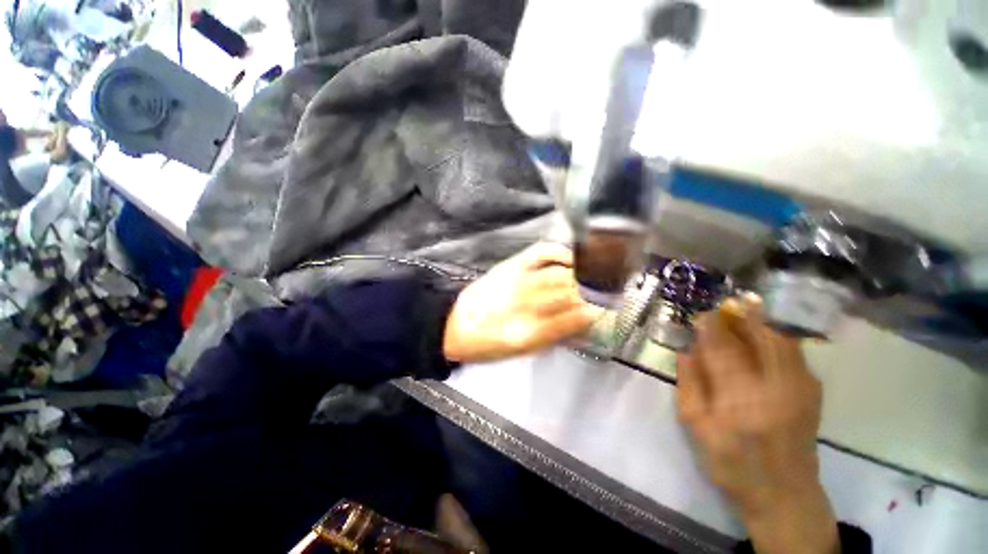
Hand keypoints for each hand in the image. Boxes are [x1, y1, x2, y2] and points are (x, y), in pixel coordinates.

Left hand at [443, 242, 602, 362]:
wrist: (453, 325)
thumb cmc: (487, 345)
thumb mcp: (521, 351)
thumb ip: (553, 337)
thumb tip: (580, 325)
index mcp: (530, 332)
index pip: (573, 318)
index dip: (594, 312)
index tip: (606, 310)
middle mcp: (526, 305)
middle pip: (568, 293)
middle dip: (591, 292)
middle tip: (607, 290)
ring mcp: (517, 281)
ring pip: (558, 274)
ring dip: (580, 274)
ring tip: (596, 273)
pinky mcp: (509, 266)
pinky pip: (539, 254)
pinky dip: (558, 253)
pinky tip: (570, 256)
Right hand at [677, 296, 837, 553]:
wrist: (783, 493)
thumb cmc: (730, 462)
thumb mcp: (695, 426)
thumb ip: (689, 384)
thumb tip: (686, 350)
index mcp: (740, 400)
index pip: (723, 350)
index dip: (710, 327)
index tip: (700, 314)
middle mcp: (776, 389)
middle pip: (760, 338)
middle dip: (741, 316)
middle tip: (725, 303)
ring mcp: (801, 389)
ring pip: (783, 341)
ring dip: (762, 321)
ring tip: (745, 308)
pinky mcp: (812, 392)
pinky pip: (796, 352)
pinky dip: (778, 336)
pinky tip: (765, 333)